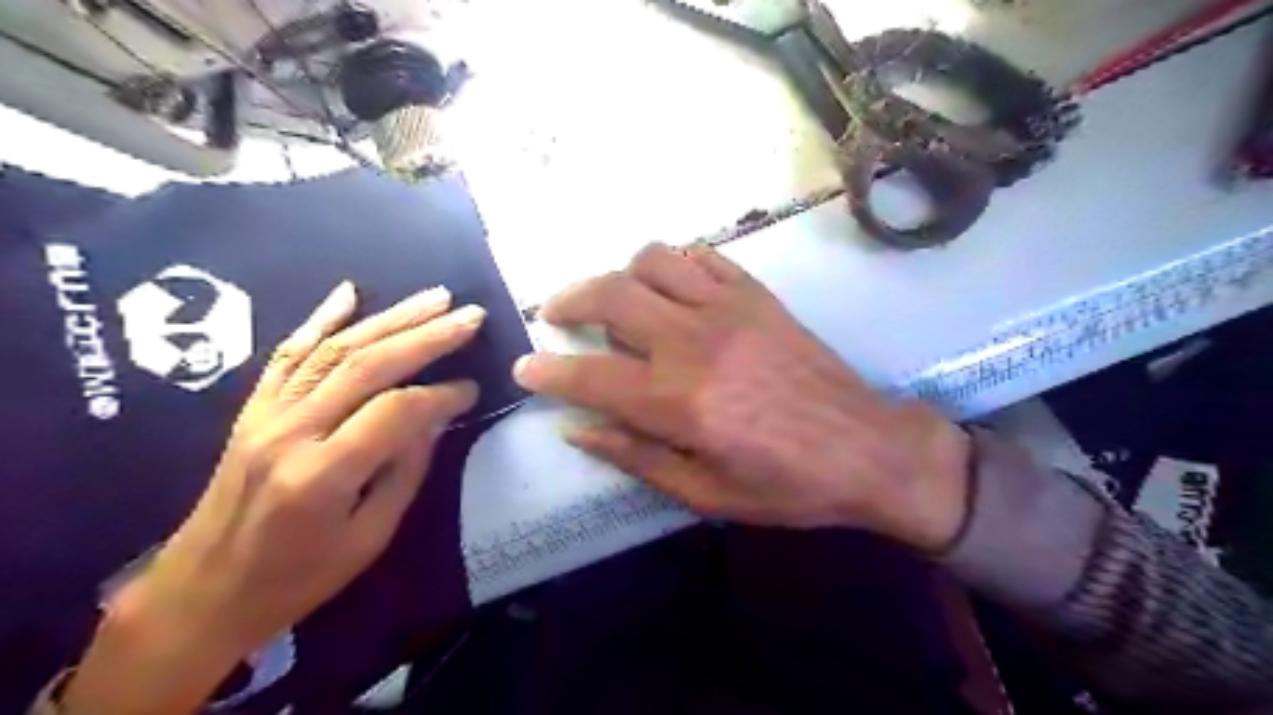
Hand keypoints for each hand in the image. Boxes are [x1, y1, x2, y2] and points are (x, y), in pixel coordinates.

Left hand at [63, 282, 487, 710]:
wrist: (201, 593)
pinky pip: (287, 353)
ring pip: (334, 349)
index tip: (472, 389)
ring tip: (434, 298)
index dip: (441, 394)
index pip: (395, 411)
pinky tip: (349, 292)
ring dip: (390, 318)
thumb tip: (435, 419)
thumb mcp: (369, 539)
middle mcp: (291, 432)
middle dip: (426, 335)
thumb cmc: (297, 580)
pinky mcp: (253, 409)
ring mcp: (266, 415)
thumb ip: (406, 472)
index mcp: (323, 475)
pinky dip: (320, 318)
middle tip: (470, 316)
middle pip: (367, 365)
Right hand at [512, 243, 970, 550]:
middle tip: (556, 314)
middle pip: (610, 294)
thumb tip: (579, 430)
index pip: (589, 376)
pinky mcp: (758, 294)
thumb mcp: (705, 493)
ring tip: (617, 300)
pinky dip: (674, 263)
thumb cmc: (787, 485)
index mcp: (679, 401)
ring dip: (620, 274)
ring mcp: (729, 308)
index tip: (525, 368)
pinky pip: (703, 257)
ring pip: (652, 259)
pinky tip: (671, 287)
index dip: (547, 372)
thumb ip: (636, 456)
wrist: (869, 448)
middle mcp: (695, 341)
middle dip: (568, 299)